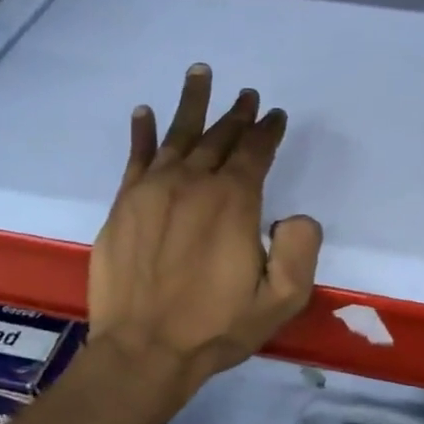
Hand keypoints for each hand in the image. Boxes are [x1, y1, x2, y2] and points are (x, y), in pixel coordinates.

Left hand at [88, 64, 322, 390]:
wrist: (143, 350)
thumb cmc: (215, 328)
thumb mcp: (281, 301)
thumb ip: (300, 252)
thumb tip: (296, 216)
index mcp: (233, 202)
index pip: (255, 152)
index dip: (267, 130)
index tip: (274, 115)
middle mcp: (193, 184)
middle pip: (218, 137)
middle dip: (235, 114)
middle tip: (246, 95)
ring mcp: (152, 191)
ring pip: (177, 136)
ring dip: (191, 103)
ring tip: (200, 73)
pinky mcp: (123, 205)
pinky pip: (135, 157)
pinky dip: (142, 132)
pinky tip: (145, 112)